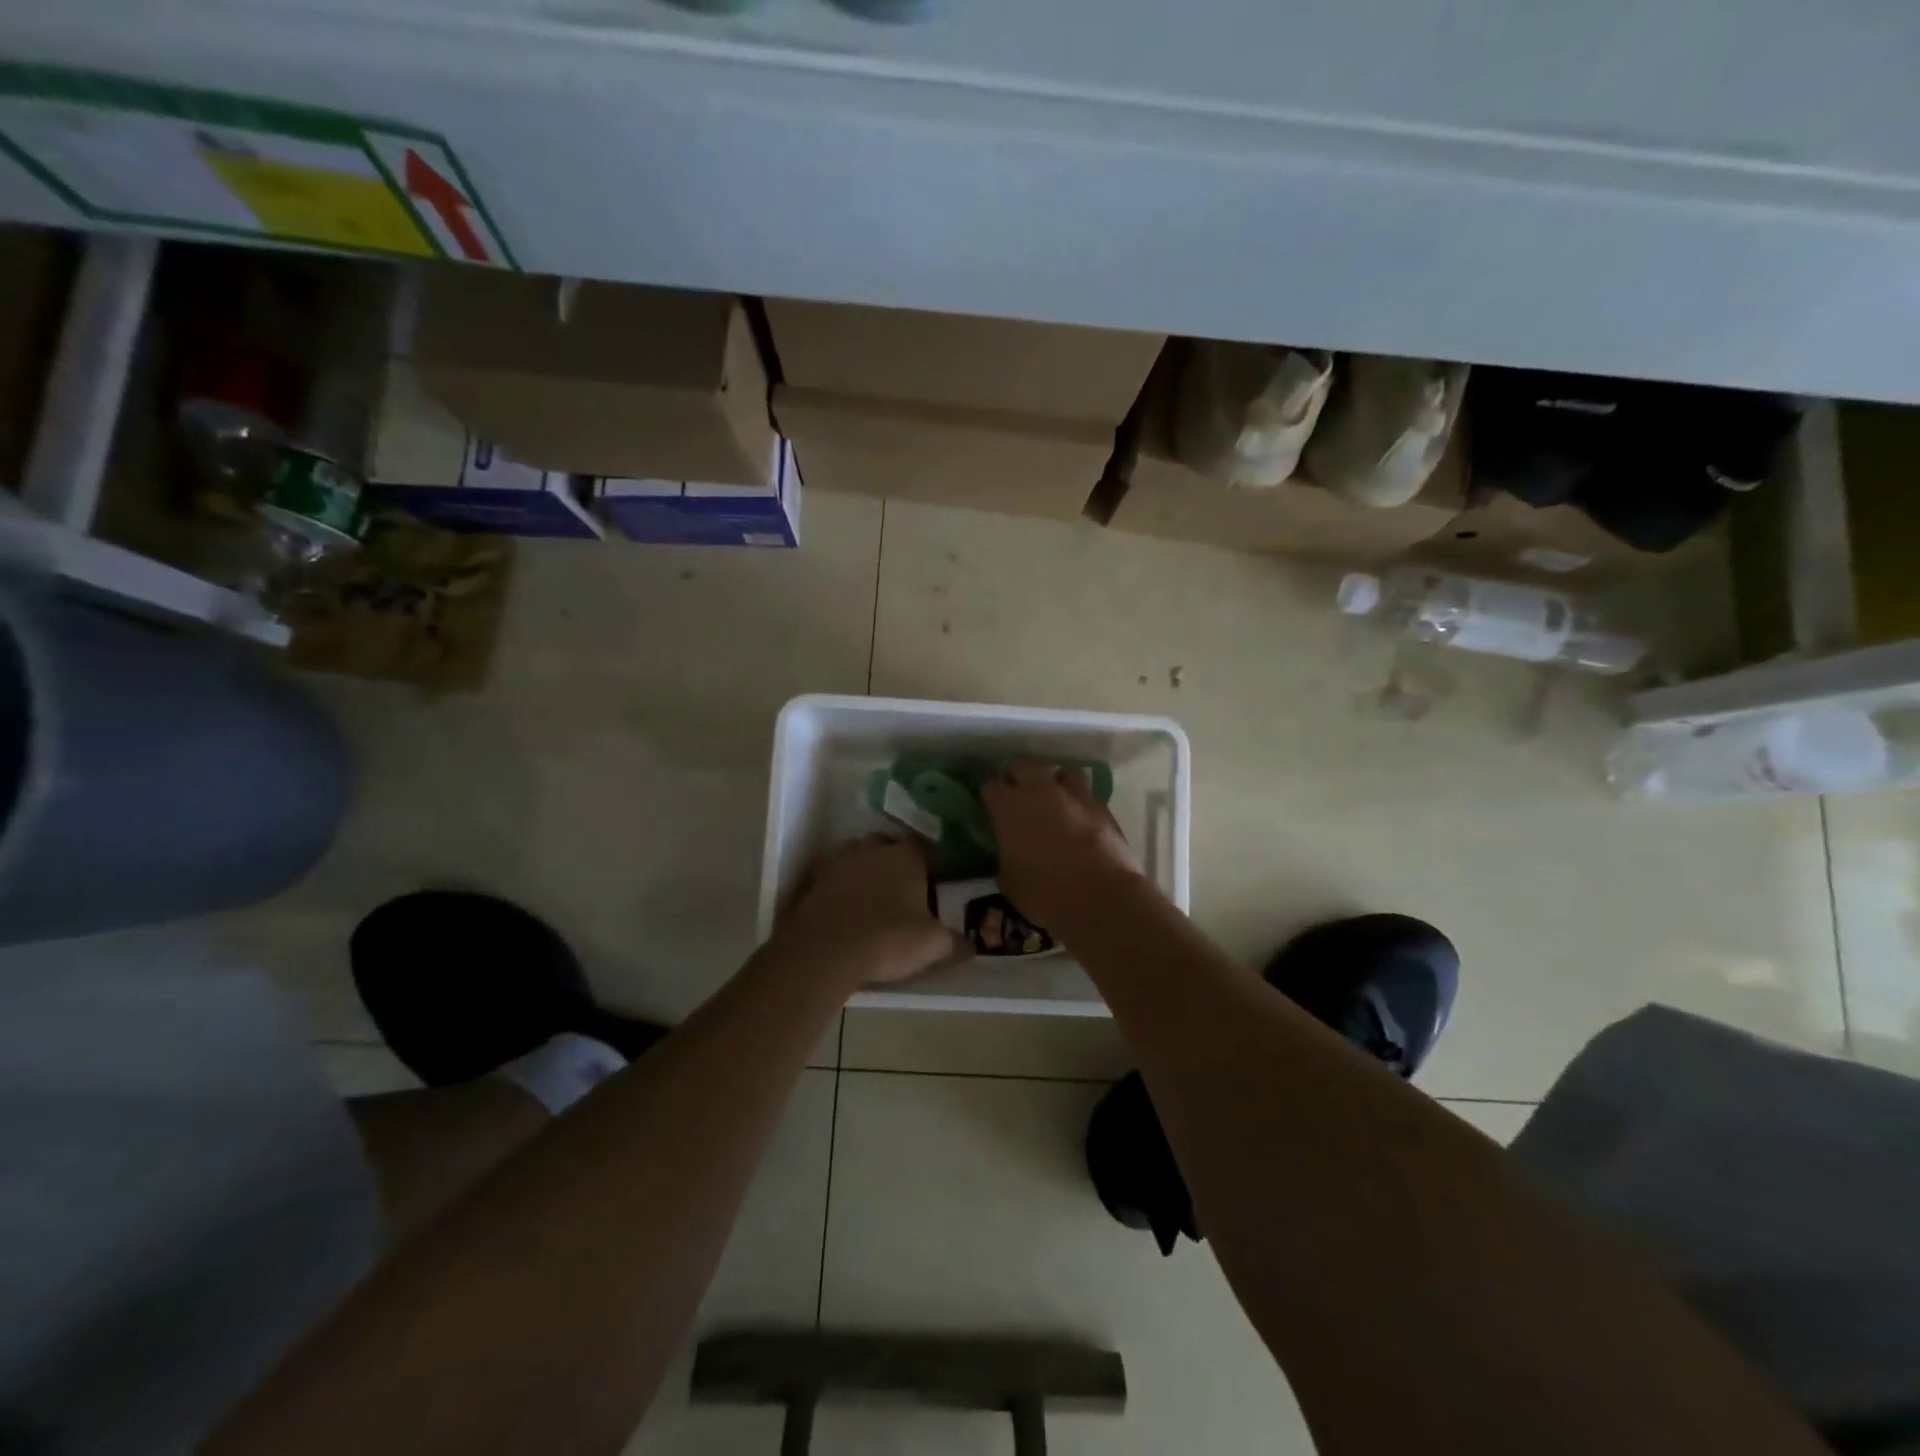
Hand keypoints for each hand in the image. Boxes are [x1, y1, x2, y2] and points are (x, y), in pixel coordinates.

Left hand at [775, 836, 959, 987]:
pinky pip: (831, 878)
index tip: (931, 886)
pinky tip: (844, 910)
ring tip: (871, 899)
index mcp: (906, 856)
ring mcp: (839, 862)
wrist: (826, 951)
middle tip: (901, 891)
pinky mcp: (813, 881)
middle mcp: (872, 849)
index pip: (923, 849)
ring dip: (863, 871)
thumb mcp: (934, 945)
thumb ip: (956, 942)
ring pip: (856, 857)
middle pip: (887, 846)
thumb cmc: (889, 939)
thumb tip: (971, 946)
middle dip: (893, 862)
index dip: (928, 866)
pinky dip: (838, 888)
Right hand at [981, 764, 1145, 931]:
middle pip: (1022, 767)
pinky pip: (1085, 792)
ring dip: (1053, 781)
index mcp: (1009, 808)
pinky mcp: (1101, 806)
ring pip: (1060, 771)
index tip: (989, 809)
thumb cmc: (1046, 893)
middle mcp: (1039, 791)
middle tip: (1016, 798)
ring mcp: (1073, 794)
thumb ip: (1005, 857)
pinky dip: (1079, 800)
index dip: (988, 797)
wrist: (1103, 897)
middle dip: (1017, 778)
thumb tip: (1009, 852)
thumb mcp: (1009, 882)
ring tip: (1052, 799)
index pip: (989, 787)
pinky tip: (1078, 816)